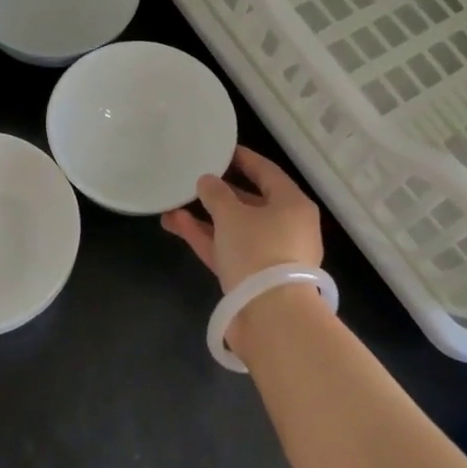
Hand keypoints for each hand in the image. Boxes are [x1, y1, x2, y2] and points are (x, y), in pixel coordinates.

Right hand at [160, 146, 322, 292]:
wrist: (271, 317)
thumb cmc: (258, 251)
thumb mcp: (232, 215)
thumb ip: (216, 194)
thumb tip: (207, 181)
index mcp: (293, 205)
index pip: (267, 172)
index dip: (244, 159)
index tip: (222, 150)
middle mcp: (287, 227)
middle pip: (252, 202)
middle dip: (220, 193)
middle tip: (195, 179)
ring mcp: (270, 255)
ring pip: (235, 229)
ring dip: (206, 217)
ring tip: (173, 204)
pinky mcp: (253, 279)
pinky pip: (228, 250)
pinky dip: (206, 238)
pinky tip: (176, 224)